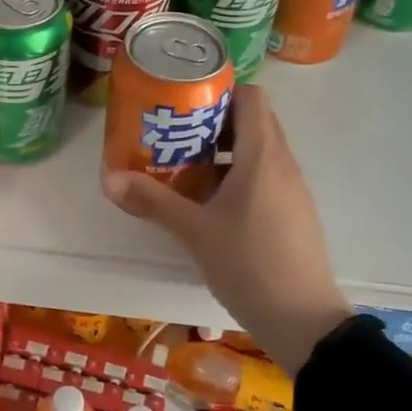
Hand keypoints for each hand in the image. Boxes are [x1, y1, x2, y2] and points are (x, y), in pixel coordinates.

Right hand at [102, 84, 351, 371]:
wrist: (303, 320)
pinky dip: (238, 174)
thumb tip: (108, 179)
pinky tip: (210, 202)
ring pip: (259, 150)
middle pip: (253, 120)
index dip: (219, 89)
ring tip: (185, 165)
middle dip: (214, 120)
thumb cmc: (249, 265)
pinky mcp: (293, 211)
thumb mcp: (195, 232)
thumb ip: (153, 201)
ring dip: (224, 150)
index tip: (184, 100)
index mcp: (262, 155)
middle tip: (175, 132)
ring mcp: (292, 188)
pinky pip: (265, 175)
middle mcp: (283, 163)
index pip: (251, 96)